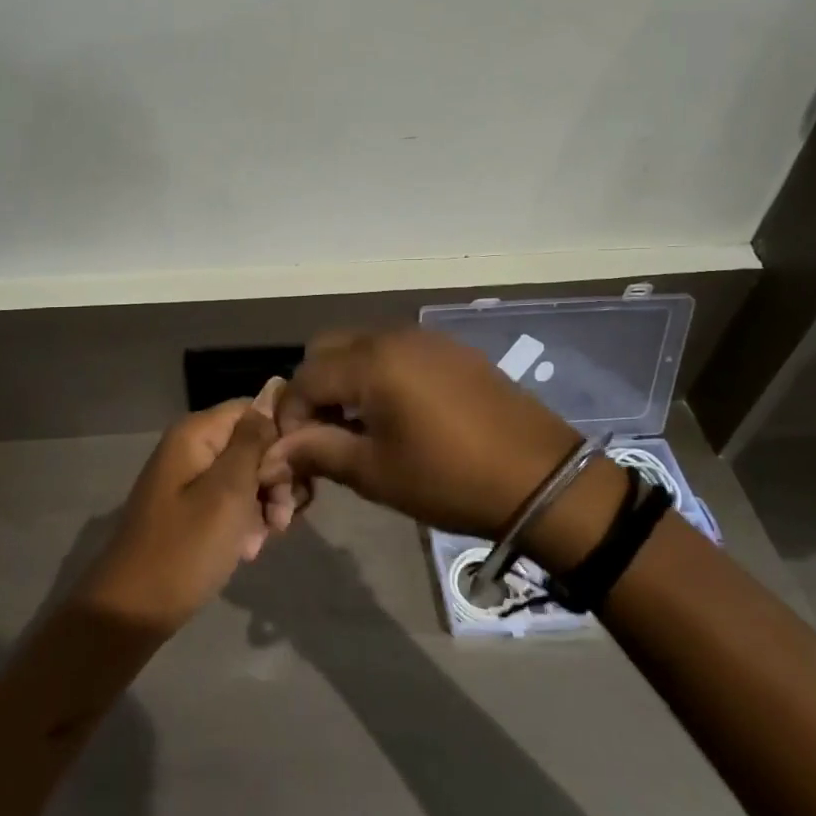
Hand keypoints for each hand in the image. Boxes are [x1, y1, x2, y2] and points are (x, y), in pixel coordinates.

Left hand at [76, 382, 285, 637]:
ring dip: (265, 504)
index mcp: (196, 433)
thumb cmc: (185, 548)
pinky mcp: (193, 509)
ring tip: (267, 538)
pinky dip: (247, 521)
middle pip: (253, 444)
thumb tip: (273, 393)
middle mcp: (193, 447)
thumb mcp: (228, 492)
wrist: (133, 611)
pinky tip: (249, 549)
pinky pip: (232, 501)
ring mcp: (191, 479)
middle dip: (275, 478)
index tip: (299, 472)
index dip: (281, 435)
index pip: (254, 409)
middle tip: (282, 518)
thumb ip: (253, 442)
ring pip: (247, 475)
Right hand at [269, 329, 582, 539]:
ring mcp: (425, 338)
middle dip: (315, 390)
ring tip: (360, 427)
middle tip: (326, 435)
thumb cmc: (450, 479)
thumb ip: (317, 452)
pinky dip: (379, 374)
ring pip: (361, 346)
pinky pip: (395, 351)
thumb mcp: (376, 472)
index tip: (298, 454)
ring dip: (346, 380)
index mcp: (371, 362)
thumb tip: (273, 452)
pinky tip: (397, 414)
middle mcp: (393, 336)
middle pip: (328, 350)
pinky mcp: (451, 350)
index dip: (292, 416)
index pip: (305, 378)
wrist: (542, 478)